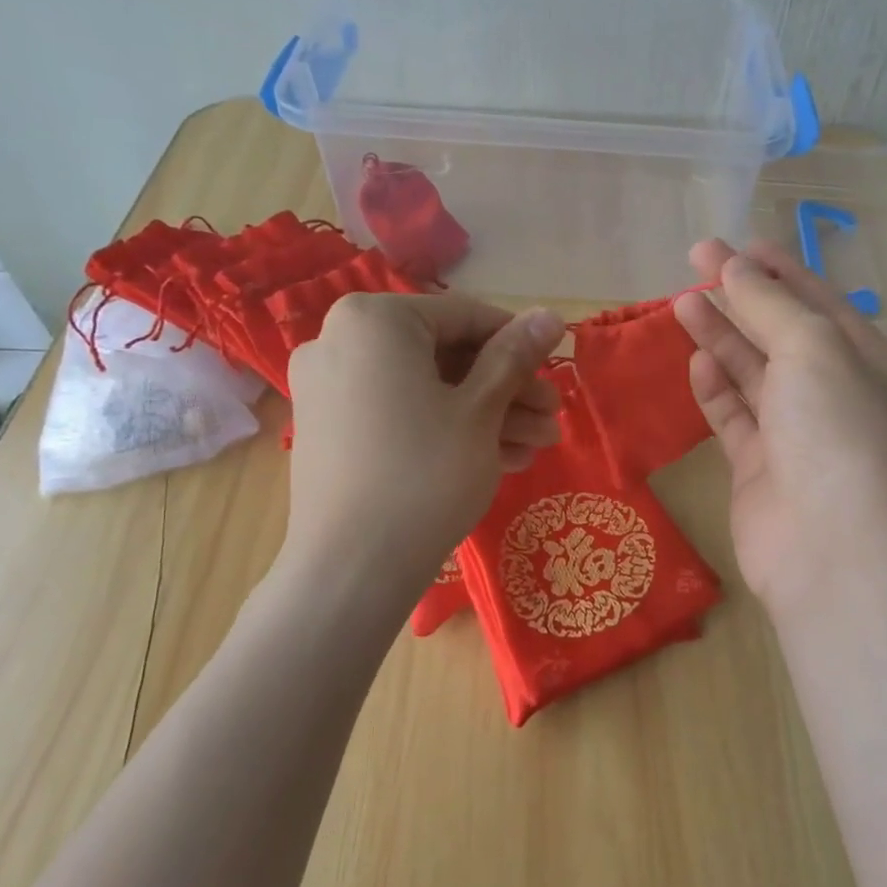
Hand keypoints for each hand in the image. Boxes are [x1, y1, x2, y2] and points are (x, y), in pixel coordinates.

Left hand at [282, 293, 564, 602]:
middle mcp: (340, 343)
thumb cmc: (425, 473)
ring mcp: (331, 390)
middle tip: (551, 417)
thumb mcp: (481, 410)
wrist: (352, 571)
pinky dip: (447, 429)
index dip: (519, 343)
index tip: (555, 370)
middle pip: (445, 355)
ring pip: (427, 389)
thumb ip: (515, 355)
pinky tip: (500, 459)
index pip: (465, 316)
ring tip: (537, 446)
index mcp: (374, 321)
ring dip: (486, 414)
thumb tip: (551, 315)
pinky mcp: (332, 432)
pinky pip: (400, 414)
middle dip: (506, 389)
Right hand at [673, 240, 886, 618]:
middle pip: (782, 334)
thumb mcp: (813, 348)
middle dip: (741, 296)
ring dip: (722, 338)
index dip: (777, 269)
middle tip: (694, 262)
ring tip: (681, 303)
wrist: (833, 552)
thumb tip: (733, 267)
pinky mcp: (763, 470)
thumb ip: (769, 304)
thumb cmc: (838, 431)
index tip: (733, 244)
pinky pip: (736, 419)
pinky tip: (695, 361)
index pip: (819, 302)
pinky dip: (717, 389)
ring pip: (755, 375)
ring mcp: (799, 436)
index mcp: (871, 363)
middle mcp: (838, 396)